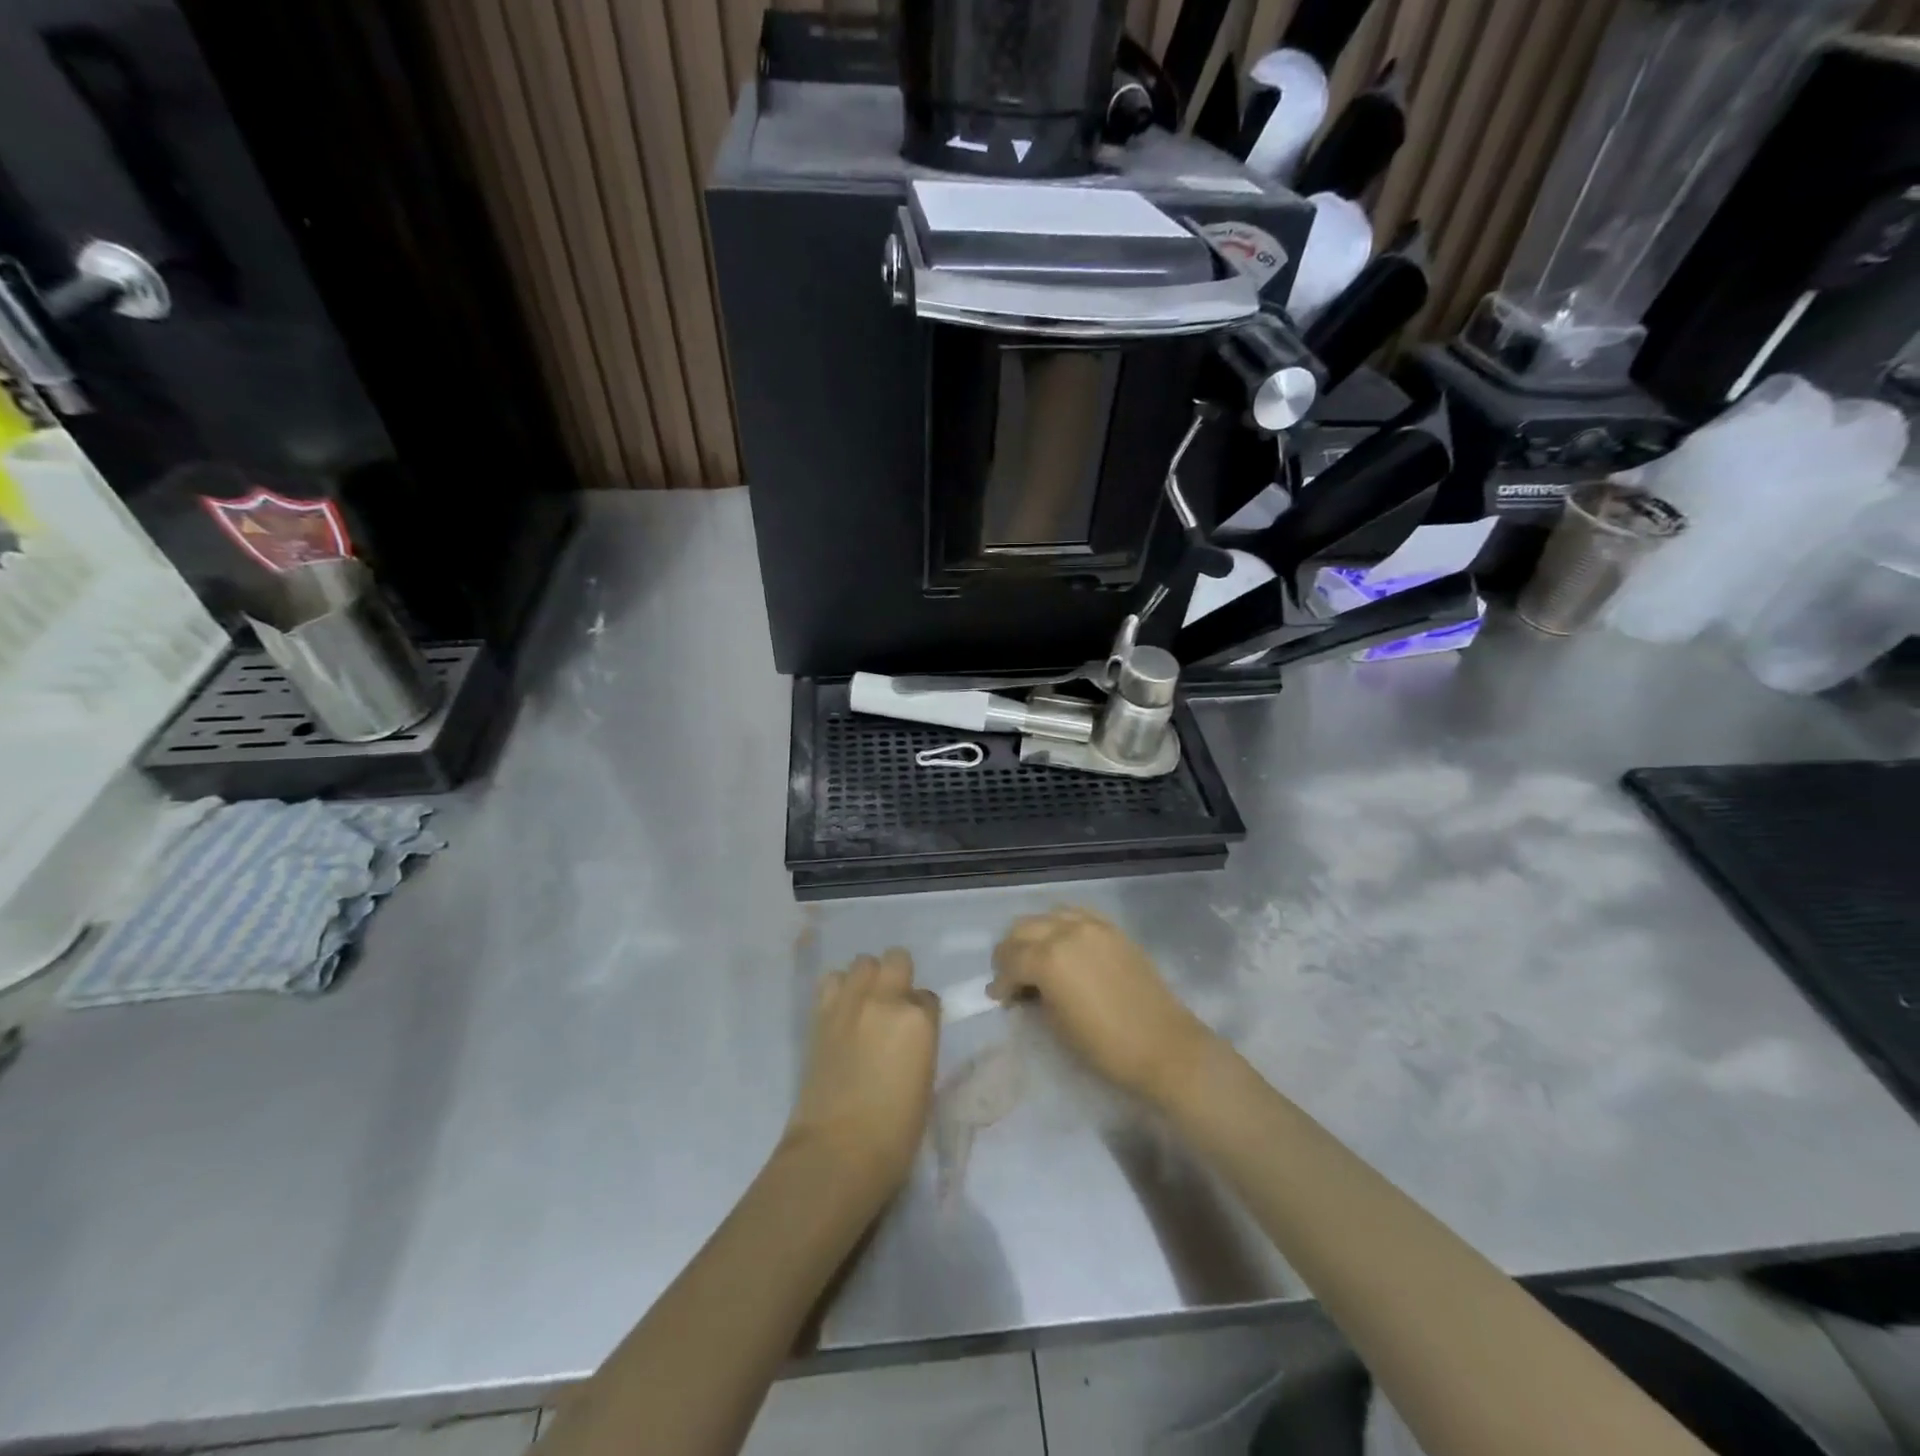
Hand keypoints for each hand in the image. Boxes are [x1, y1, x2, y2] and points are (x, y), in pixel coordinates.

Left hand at [784, 948, 938, 1198]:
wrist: (837, 1151)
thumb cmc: (895, 1132)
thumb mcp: (925, 1081)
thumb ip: (919, 1043)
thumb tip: (908, 1035)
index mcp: (919, 1019)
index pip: (928, 996)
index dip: (922, 1012)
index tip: (916, 1031)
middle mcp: (886, 1000)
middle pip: (897, 959)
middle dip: (898, 976)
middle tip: (893, 1005)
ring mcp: (850, 1003)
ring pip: (862, 963)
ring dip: (867, 978)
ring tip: (864, 1004)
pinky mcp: (821, 1015)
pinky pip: (831, 981)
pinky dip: (839, 989)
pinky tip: (842, 1013)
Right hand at [991, 907, 1217, 1107]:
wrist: (1164, 1046)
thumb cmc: (1105, 1046)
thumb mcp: (1057, 1025)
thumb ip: (1034, 997)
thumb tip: (1023, 988)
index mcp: (1049, 959)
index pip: (1010, 960)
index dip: (1000, 981)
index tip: (998, 998)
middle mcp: (1066, 932)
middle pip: (1023, 928)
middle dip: (1010, 951)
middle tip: (1010, 976)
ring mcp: (1093, 926)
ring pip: (1048, 915)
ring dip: (1034, 933)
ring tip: (1035, 957)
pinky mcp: (1113, 929)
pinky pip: (1076, 914)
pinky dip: (1061, 925)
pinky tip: (1062, 944)